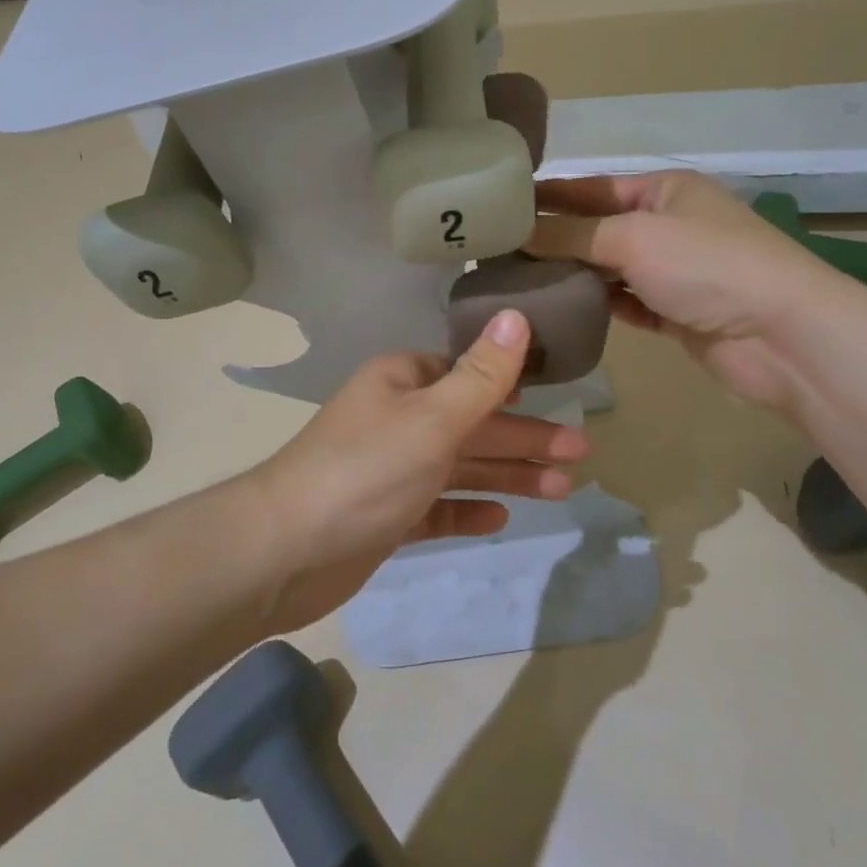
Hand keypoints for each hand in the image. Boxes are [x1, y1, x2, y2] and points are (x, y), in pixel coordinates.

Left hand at [248, 310, 588, 631]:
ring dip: (508, 475)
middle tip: (580, 453)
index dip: (512, 384)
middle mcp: (397, 418)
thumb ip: (481, 375)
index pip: (466, 374)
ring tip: (562, 489)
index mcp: (403, 382)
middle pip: (472, 423)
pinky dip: (467, 509)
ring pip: (460, 467)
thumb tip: (517, 316)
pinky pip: (437, 507)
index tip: (558, 396)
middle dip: (524, 437)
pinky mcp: (386, 516)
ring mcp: (391, 470)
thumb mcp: (432, 418)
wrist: (286, 551)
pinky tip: (499, 518)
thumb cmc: (366, 471)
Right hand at [526, 171, 843, 408]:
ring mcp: (673, 271)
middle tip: (497, 253)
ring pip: (608, 269)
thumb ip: (571, 235)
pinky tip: (558, 310)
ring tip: (516, 282)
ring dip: (571, 275)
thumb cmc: (708, 265)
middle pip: (597, 229)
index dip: (547, 197)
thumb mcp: (633, 237)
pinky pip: (624, 304)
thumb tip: (517, 232)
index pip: (591, 188)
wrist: (783, 337)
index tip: (500, 209)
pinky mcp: (675, 313)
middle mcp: (668, 225)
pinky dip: (596, 306)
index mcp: (664, 189)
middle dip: (553, 240)